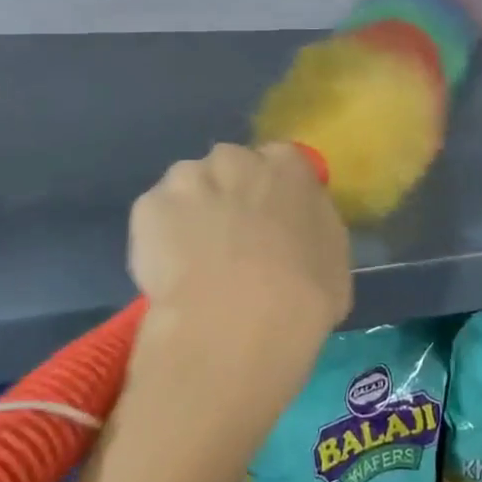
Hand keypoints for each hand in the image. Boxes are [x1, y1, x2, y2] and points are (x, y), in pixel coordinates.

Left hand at [127, 142, 352, 398]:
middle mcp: (237, 158)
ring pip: (188, 187)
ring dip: (191, 212)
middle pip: (230, 167)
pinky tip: (170, 274)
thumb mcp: (333, 259)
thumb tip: (297, 227)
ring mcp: (189, 178)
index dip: (271, 193)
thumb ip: (312, 227)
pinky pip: (155, 218)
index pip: (279, 162)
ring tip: (194, 261)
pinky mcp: (148, 206)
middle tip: (231, 242)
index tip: (269, 223)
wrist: (238, 323)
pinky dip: (157, 239)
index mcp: (288, 164)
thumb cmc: (303, 295)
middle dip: (228, 195)